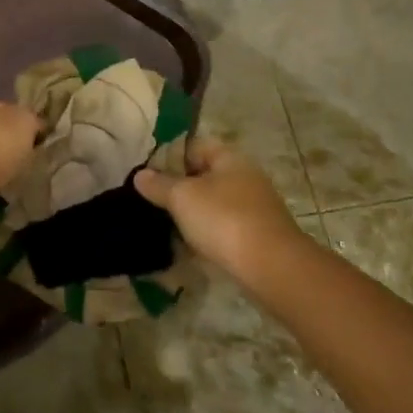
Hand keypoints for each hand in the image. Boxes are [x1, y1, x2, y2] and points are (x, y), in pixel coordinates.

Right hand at [134, 139, 300, 278]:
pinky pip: (222, 226)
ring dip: (190, 212)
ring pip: (212, 202)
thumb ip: (159, 184)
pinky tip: (186, 245)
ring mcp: (252, 207)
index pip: (193, 145)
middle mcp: (244, 176)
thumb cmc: (223, 219)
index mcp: (229, 157)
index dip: (168, 155)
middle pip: (203, 174)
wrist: (271, 268)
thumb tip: (140, 174)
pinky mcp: (255, 235)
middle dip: (177, 186)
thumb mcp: (182, 197)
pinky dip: (205, 232)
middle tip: (149, 199)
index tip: (146, 172)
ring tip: (163, 223)